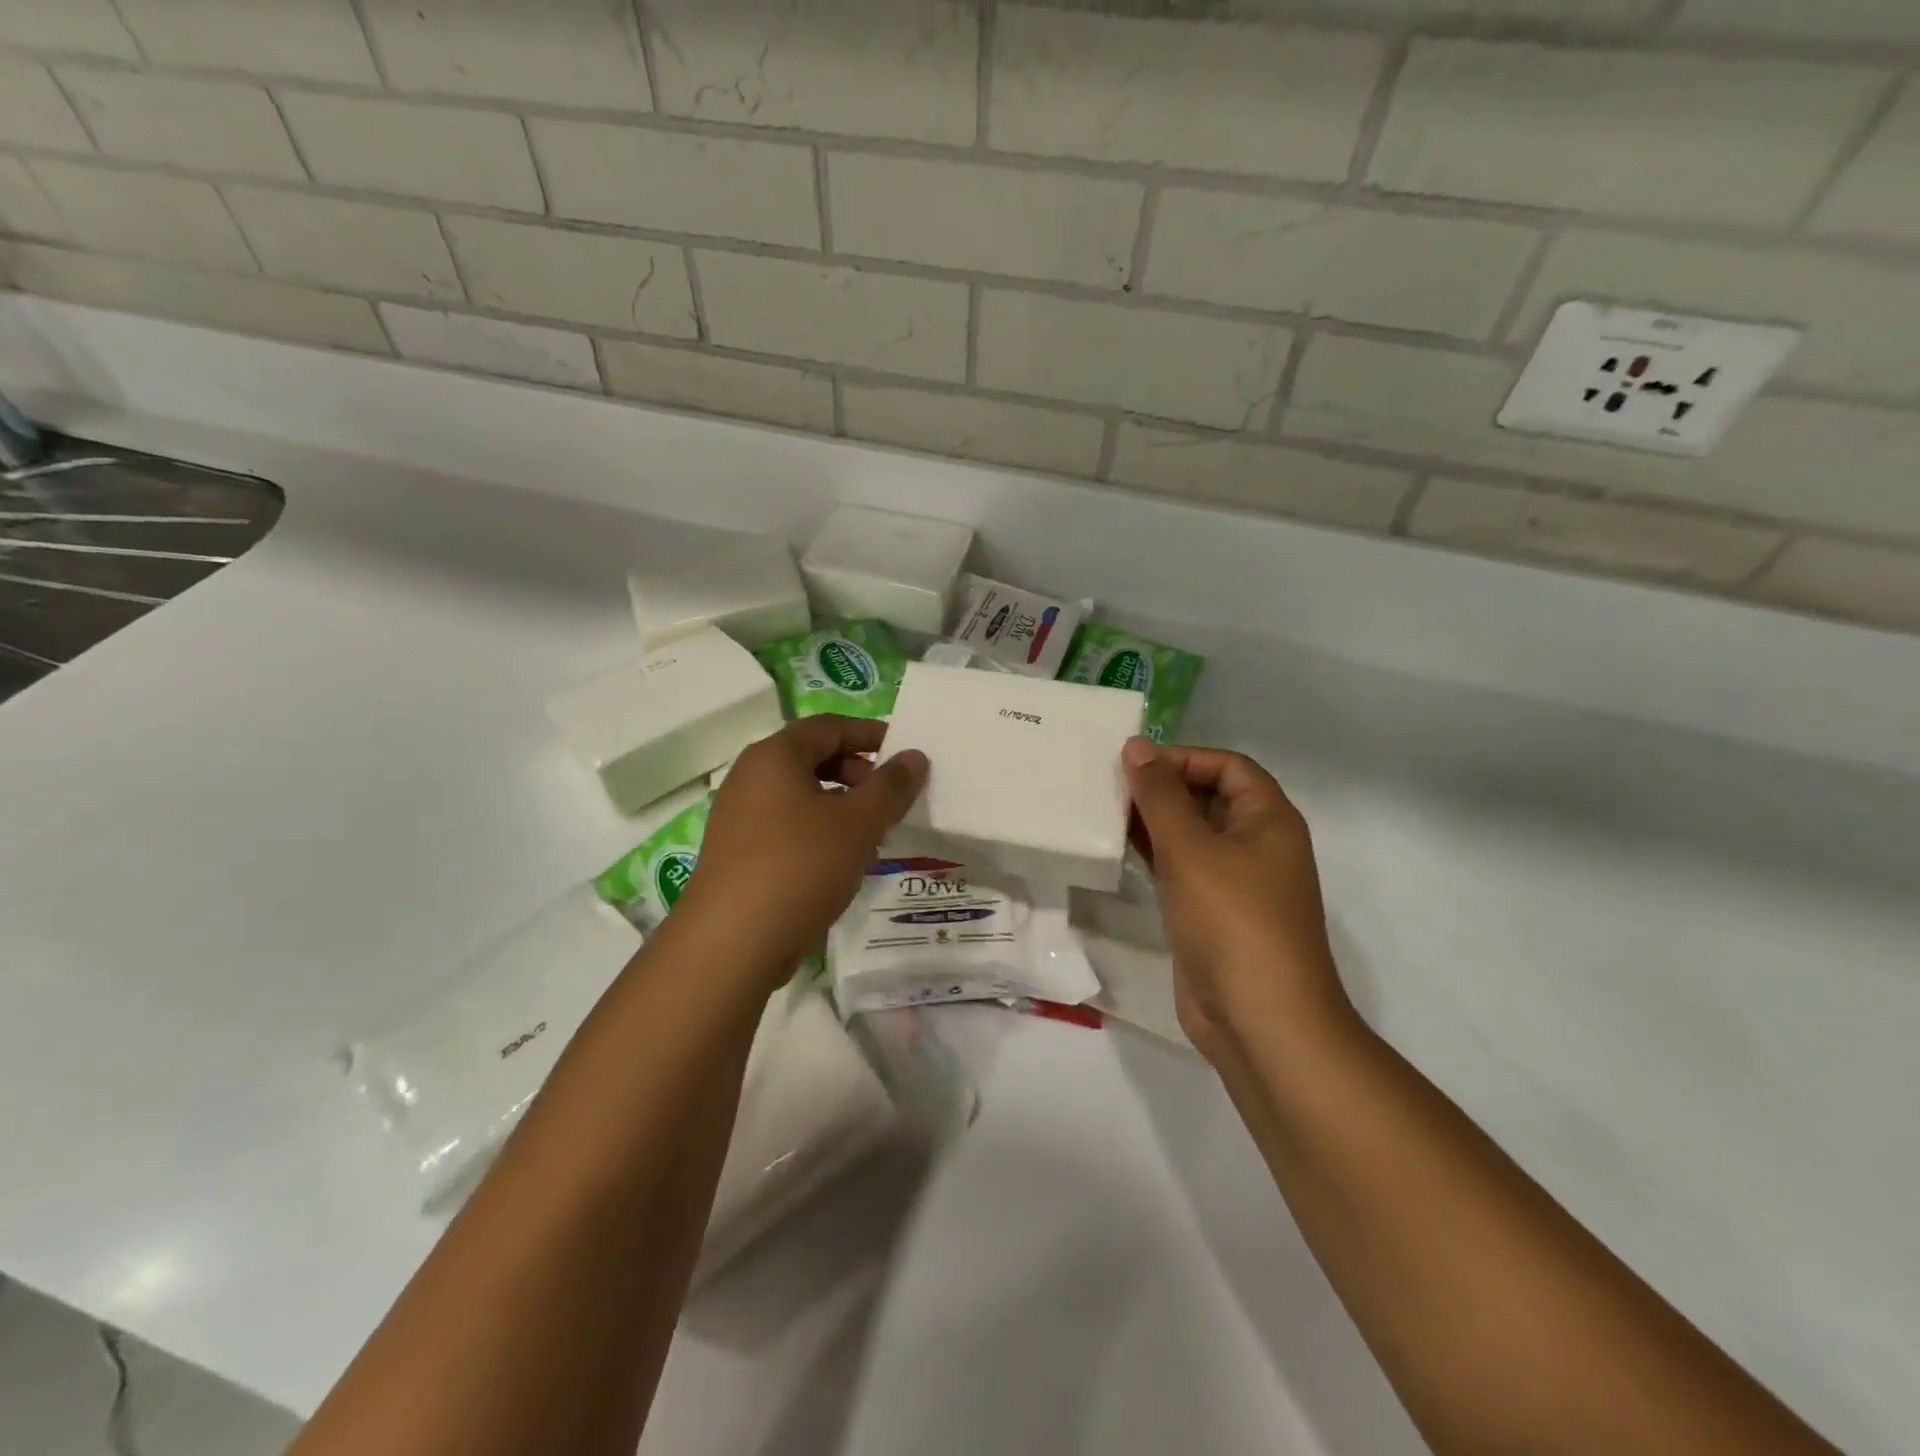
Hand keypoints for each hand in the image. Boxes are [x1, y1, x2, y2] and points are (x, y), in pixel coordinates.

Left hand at [675, 715, 927, 977]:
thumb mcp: (858, 823)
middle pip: (812, 758)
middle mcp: (749, 777)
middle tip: (889, 797)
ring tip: (873, 833)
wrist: (732, 943)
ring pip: (800, 795)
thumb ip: (890, 786)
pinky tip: (841, 862)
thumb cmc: (800, 866)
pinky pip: (786, 825)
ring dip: (841, 805)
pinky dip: (819, 830)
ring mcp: (738, 817)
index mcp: (774, 756)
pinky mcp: (737, 853)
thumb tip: (914, 756)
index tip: (905, 752)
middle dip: (857, 772)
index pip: (829, 726)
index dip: (870, 734)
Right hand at [1122, 738, 1350, 1058]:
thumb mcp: (1191, 850)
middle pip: (1208, 798)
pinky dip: (1154, 856)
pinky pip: (1182, 870)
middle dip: (1162, 788)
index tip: (1133, 764)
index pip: (1228, 766)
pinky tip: (1118, 852)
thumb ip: (1159, 796)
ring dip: (1153, 822)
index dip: (1183, 757)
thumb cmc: (1232, 921)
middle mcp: (1257, 844)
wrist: (1260, 1020)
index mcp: (1268, 819)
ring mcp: (1235, 883)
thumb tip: (1137, 746)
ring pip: (1191, 835)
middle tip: (1109, 786)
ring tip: (1104, 813)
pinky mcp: (1212, 914)